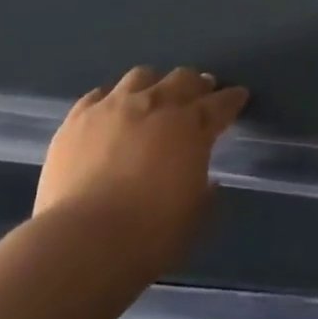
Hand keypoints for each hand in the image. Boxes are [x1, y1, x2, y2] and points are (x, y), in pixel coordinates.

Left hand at [32, 66, 247, 277]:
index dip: (232, 99)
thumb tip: (205, 180)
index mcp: (191, 128)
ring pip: (141, 76)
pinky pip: (99, 95)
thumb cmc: (149, 237)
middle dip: (196, 84)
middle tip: (201, 93)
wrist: (83, 242)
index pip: (221, 104)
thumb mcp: (195, 219)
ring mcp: (114, 106)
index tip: (239, 96)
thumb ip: (204, 192)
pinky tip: (111, 111)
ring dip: (154, 84)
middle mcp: (155, 105)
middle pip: (183, 79)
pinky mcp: (78, 118)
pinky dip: (112, 100)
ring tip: (153, 97)